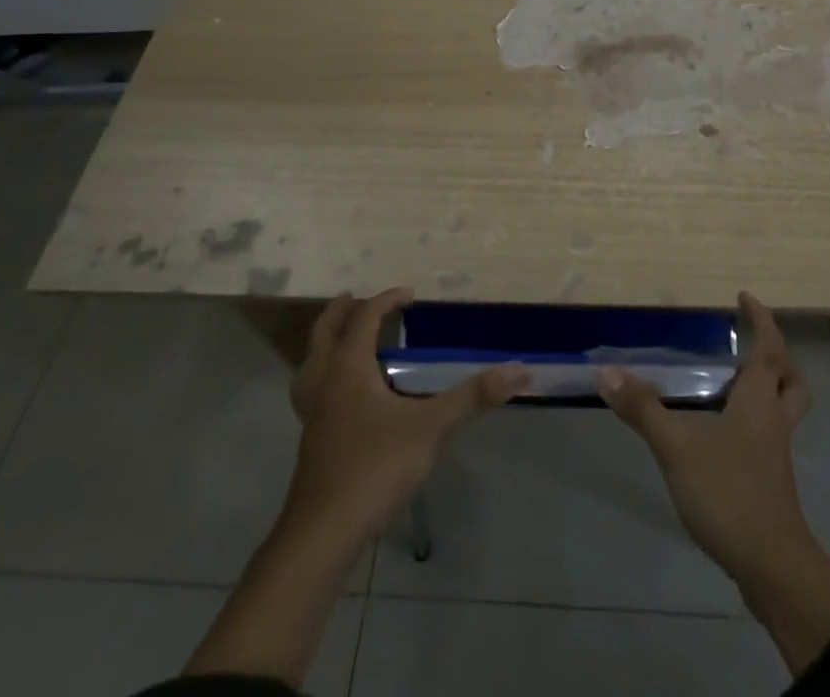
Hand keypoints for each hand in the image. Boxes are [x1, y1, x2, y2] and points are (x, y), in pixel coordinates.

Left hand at [285, 287, 526, 540]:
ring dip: (323, 346)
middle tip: (353, 298)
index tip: (409, 294)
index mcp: (348, 369)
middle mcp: (325, 384)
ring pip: (309, 366)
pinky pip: (311, 393)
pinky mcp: (311, 442)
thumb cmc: (374, 468)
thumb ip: (472, 397)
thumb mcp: (431, 428)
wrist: (323, 534)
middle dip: (339, 313)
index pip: (364, 319)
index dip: (385, 301)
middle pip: (323, 335)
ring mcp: (312, 415)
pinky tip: (340, 398)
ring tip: (340, 341)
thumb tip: (520, 370)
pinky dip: (322, 379)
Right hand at [596, 290, 813, 578]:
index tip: (744, 297)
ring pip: (784, 410)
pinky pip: (770, 436)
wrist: (772, 568)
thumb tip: (606, 372)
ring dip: (770, 390)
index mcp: (759, 399)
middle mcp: (774, 420)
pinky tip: (723, 436)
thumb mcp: (678, 447)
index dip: (760, 319)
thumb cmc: (730, 493)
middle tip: (748, 346)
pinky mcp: (771, 483)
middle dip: (776, 358)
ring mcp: (775, 454)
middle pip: (789, 380)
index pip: (769, 347)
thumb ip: (642, 409)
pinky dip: (755, 423)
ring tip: (734, 386)